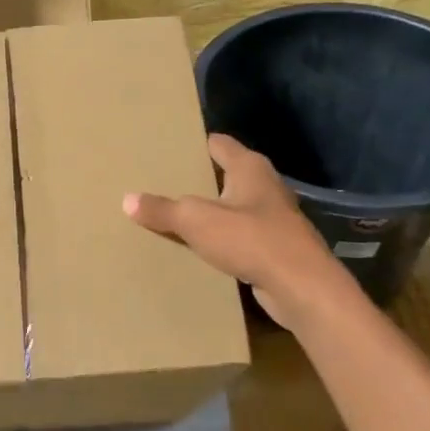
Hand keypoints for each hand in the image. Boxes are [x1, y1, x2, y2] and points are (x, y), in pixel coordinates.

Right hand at [124, 134, 359, 330]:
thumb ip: (162, 209)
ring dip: (209, 211)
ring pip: (233, 207)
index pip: (217, 143)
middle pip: (224, 174)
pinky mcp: (275, 246)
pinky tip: (198, 248)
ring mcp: (272, 217)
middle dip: (197, 179)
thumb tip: (128, 199)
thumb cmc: (250, 239)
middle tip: (161, 182)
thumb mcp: (196, 221)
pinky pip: (240, 235)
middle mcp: (264, 185)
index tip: (166, 148)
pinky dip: (221, 238)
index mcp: (249, 167)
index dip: (193, 144)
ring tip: (174, 215)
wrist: (301, 287)